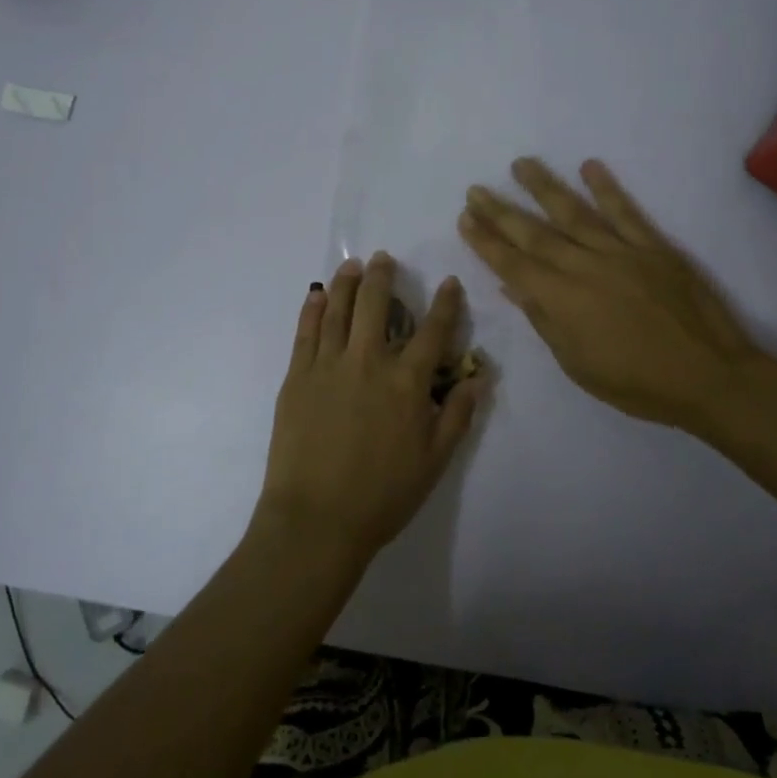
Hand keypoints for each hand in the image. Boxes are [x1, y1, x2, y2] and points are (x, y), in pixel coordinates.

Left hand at [254, 254, 486, 571]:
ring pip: (340, 310)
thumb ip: (457, 415)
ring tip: (351, 265)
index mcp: (406, 383)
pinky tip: (317, 295)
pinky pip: (305, 332)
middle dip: (383, 277)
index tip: (448, 282)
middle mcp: (369, 362)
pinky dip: (313, 309)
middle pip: (377, 306)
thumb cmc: (382, 495)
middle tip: (384, 258)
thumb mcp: (434, 462)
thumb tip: (479, 377)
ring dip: (347, 283)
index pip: (432, 332)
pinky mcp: (297, 376)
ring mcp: (328, 365)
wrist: (316, 519)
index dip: (444, 304)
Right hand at [459, 157, 768, 436]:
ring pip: (573, 212)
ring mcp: (620, 251)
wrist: (709, 376)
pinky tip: (589, 165)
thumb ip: (544, 320)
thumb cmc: (636, 383)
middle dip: (501, 211)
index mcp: (561, 298)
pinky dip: (606, 188)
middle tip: (476, 189)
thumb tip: (513, 286)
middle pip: (534, 233)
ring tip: (520, 164)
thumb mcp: (577, 363)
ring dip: (544, 187)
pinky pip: (625, 211)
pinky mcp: (653, 246)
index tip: (465, 217)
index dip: (485, 240)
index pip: (512, 263)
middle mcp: (583, 266)